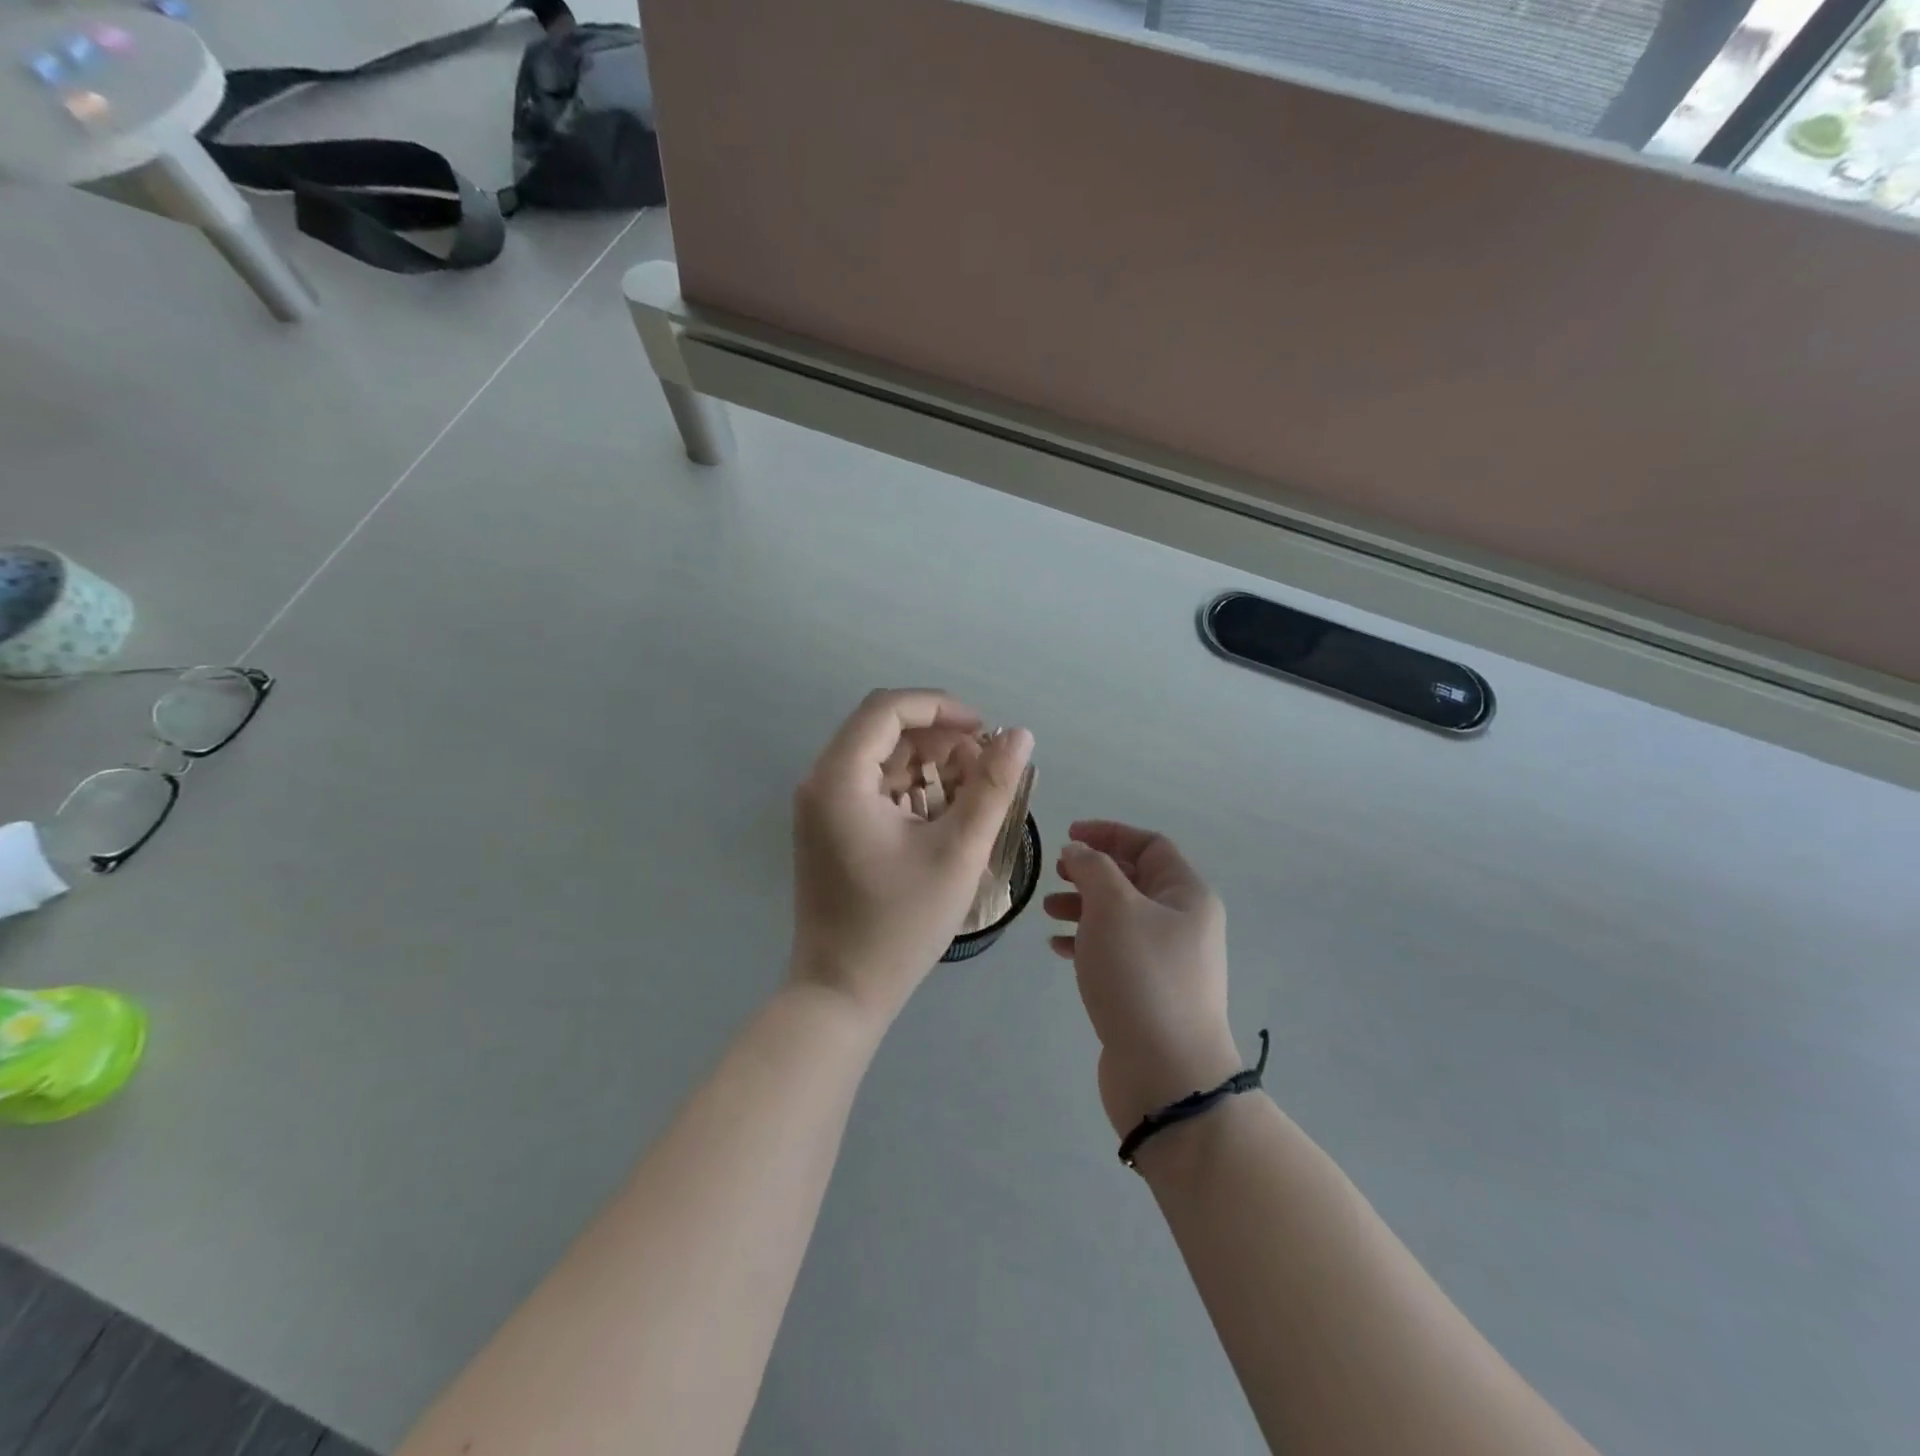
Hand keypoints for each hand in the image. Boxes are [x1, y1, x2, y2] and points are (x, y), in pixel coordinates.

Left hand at [790, 690, 1033, 1025]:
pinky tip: (946, 814)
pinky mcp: (829, 828)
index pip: (888, 708)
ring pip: (881, 759)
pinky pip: (874, 788)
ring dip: (929, 765)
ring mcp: (821, 806)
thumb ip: (992, 787)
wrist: (842, 992)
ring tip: (973, 793)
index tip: (986, 730)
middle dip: (940, 738)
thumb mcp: (958, 852)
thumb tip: (1020, 735)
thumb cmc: (900, 924)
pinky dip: (912, 790)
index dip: (942, 707)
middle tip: (985, 766)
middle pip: (884, 731)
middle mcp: (821, 782)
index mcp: (839, 778)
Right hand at [1045, 822, 1241, 1135]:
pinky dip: (1087, 942)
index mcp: (1187, 895)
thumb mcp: (1113, 907)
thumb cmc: (1141, 976)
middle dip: (1092, 872)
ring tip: (1049, 911)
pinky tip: (1058, 948)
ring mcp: (1167, 960)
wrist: (1166, 1074)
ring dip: (1083, 906)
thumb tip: (1080, 851)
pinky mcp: (1148, 992)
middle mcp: (1183, 922)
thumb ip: (1093, 869)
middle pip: (1134, 880)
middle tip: (1057, 874)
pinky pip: (1115, 952)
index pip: (1149, 845)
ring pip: (1120, 916)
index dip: (1109, 833)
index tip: (1068, 836)